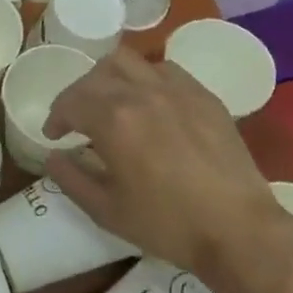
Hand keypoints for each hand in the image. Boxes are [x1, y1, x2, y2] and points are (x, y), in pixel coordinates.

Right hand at [41, 47, 280, 282]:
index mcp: (113, 119)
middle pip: (97, 75)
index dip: (56, 117)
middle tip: (78, 118)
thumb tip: (53, 156)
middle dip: (79, 94)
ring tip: (111, 101)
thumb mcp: (107, 211)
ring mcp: (176, 89)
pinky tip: (150, 103)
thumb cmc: (168, 225)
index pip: (71, 101)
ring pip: (130, 62)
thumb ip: (71, 179)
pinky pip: (165, 70)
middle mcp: (141, 92)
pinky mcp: (203, 96)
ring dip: (110, 77)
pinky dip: (146, 78)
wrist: (239, 231)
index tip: (54, 136)